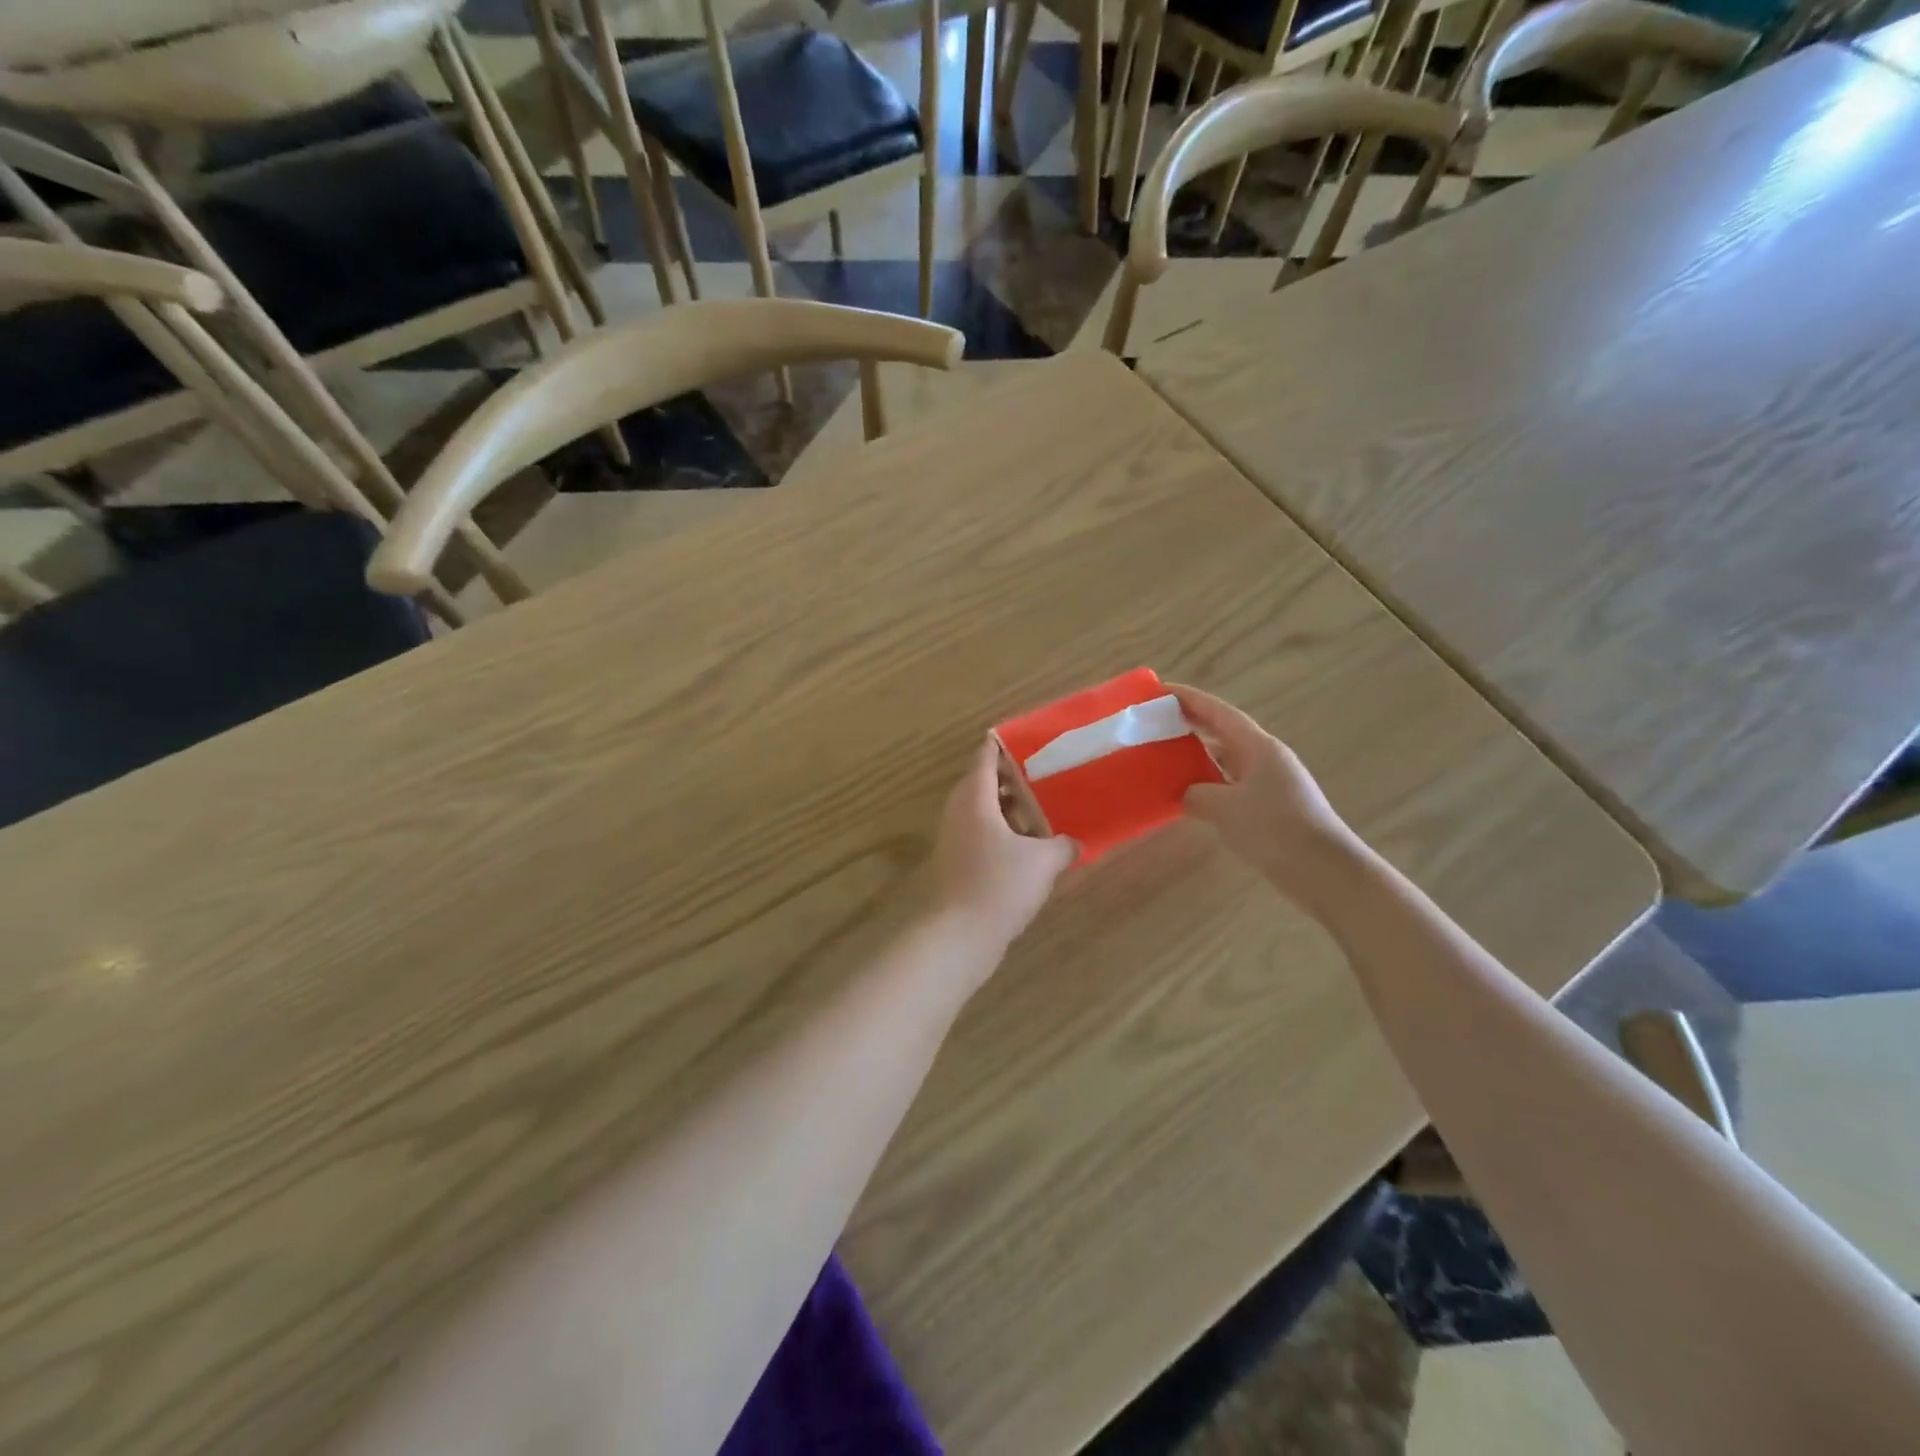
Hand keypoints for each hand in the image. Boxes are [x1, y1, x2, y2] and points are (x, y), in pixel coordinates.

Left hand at [932, 738, 1076, 953]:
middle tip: (1046, 774)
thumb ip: (1062, 845)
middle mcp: (959, 812)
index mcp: (974, 798)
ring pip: (983, 811)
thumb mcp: (1043, 861)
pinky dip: (1003, 832)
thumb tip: (1075, 843)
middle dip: (1013, 778)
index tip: (1028, 737)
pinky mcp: (958, 863)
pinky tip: (1030, 847)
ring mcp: (955, 838)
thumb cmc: (999, 885)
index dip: (1004, 744)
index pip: (986, 757)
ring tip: (1044, 809)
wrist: (960, 935)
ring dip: (1009, 809)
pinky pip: (982, 835)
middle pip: (984, 782)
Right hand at [1171, 684, 1359, 902]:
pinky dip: (1207, 783)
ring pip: (1225, 759)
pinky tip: (1188, 795)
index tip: (1159, 690)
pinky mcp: (1269, 807)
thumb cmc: (1275, 829)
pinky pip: (1230, 784)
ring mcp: (1269, 783)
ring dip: (1197, 755)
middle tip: (1155, 722)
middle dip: (1190, 723)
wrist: (1324, 872)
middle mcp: (1264, 758)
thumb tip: (1186, 794)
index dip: (1188, 698)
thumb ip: (1196, 795)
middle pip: (1222, 731)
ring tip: (1164, 755)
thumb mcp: (1225, 809)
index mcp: (1258, 746)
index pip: (1217, 711)